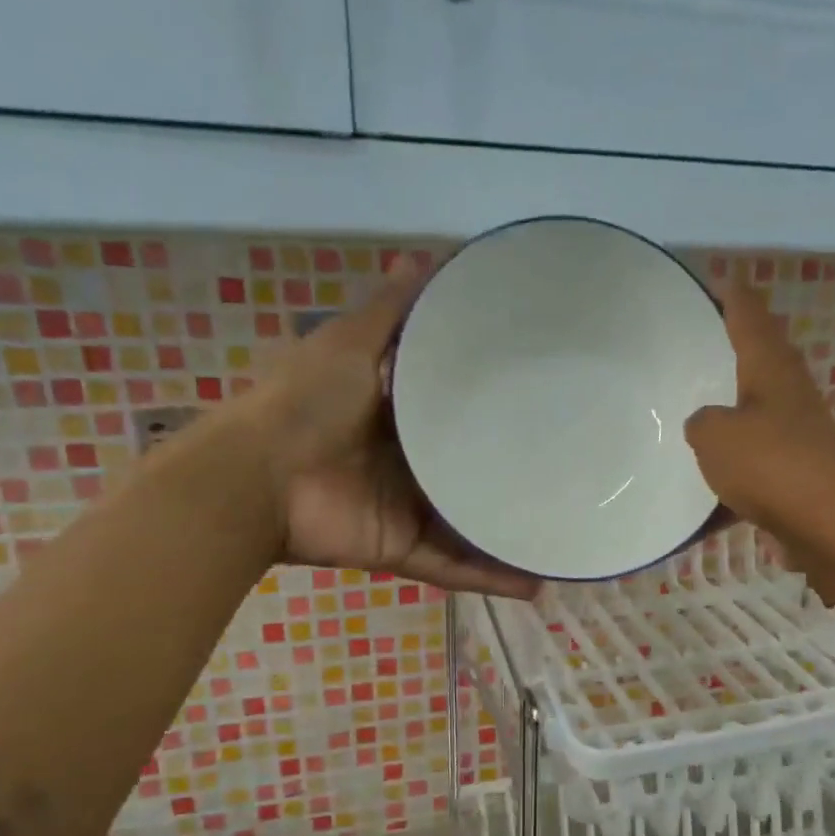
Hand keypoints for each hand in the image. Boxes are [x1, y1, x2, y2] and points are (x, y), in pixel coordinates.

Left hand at [221, 259, 538, 598]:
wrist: (255, 481)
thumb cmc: (305, 404)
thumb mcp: (351, 342)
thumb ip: (393, 307)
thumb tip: (432, 252)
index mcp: (401, 412)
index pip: (462, 407)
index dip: (502, 401)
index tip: (552, 393)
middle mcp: (412, 462)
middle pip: (474, 468)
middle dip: (518, 473)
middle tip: (579, 469)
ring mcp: (410, 510)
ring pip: (474, 524)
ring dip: (515, 534)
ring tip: (571, 534)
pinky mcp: (405, 550)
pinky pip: (456, 568)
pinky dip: (492, 579)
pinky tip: (540, 583)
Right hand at [684, 279, 834, 552]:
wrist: (830, 527)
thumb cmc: (772, 466)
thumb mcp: (715, 436)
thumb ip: (701, 422)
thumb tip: (706, 424)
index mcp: (771, 368)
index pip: (748, 314)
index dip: (731, 294)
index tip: (714, 279)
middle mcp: (789, 394)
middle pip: (758, 359)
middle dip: (731, 349)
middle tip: (694, 344)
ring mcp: (798, 434)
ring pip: (756, 413)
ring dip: (729, 412)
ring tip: (692, 413)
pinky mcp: (798, 473)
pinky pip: (755, 463)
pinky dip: (731, 472)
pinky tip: (705, 494)